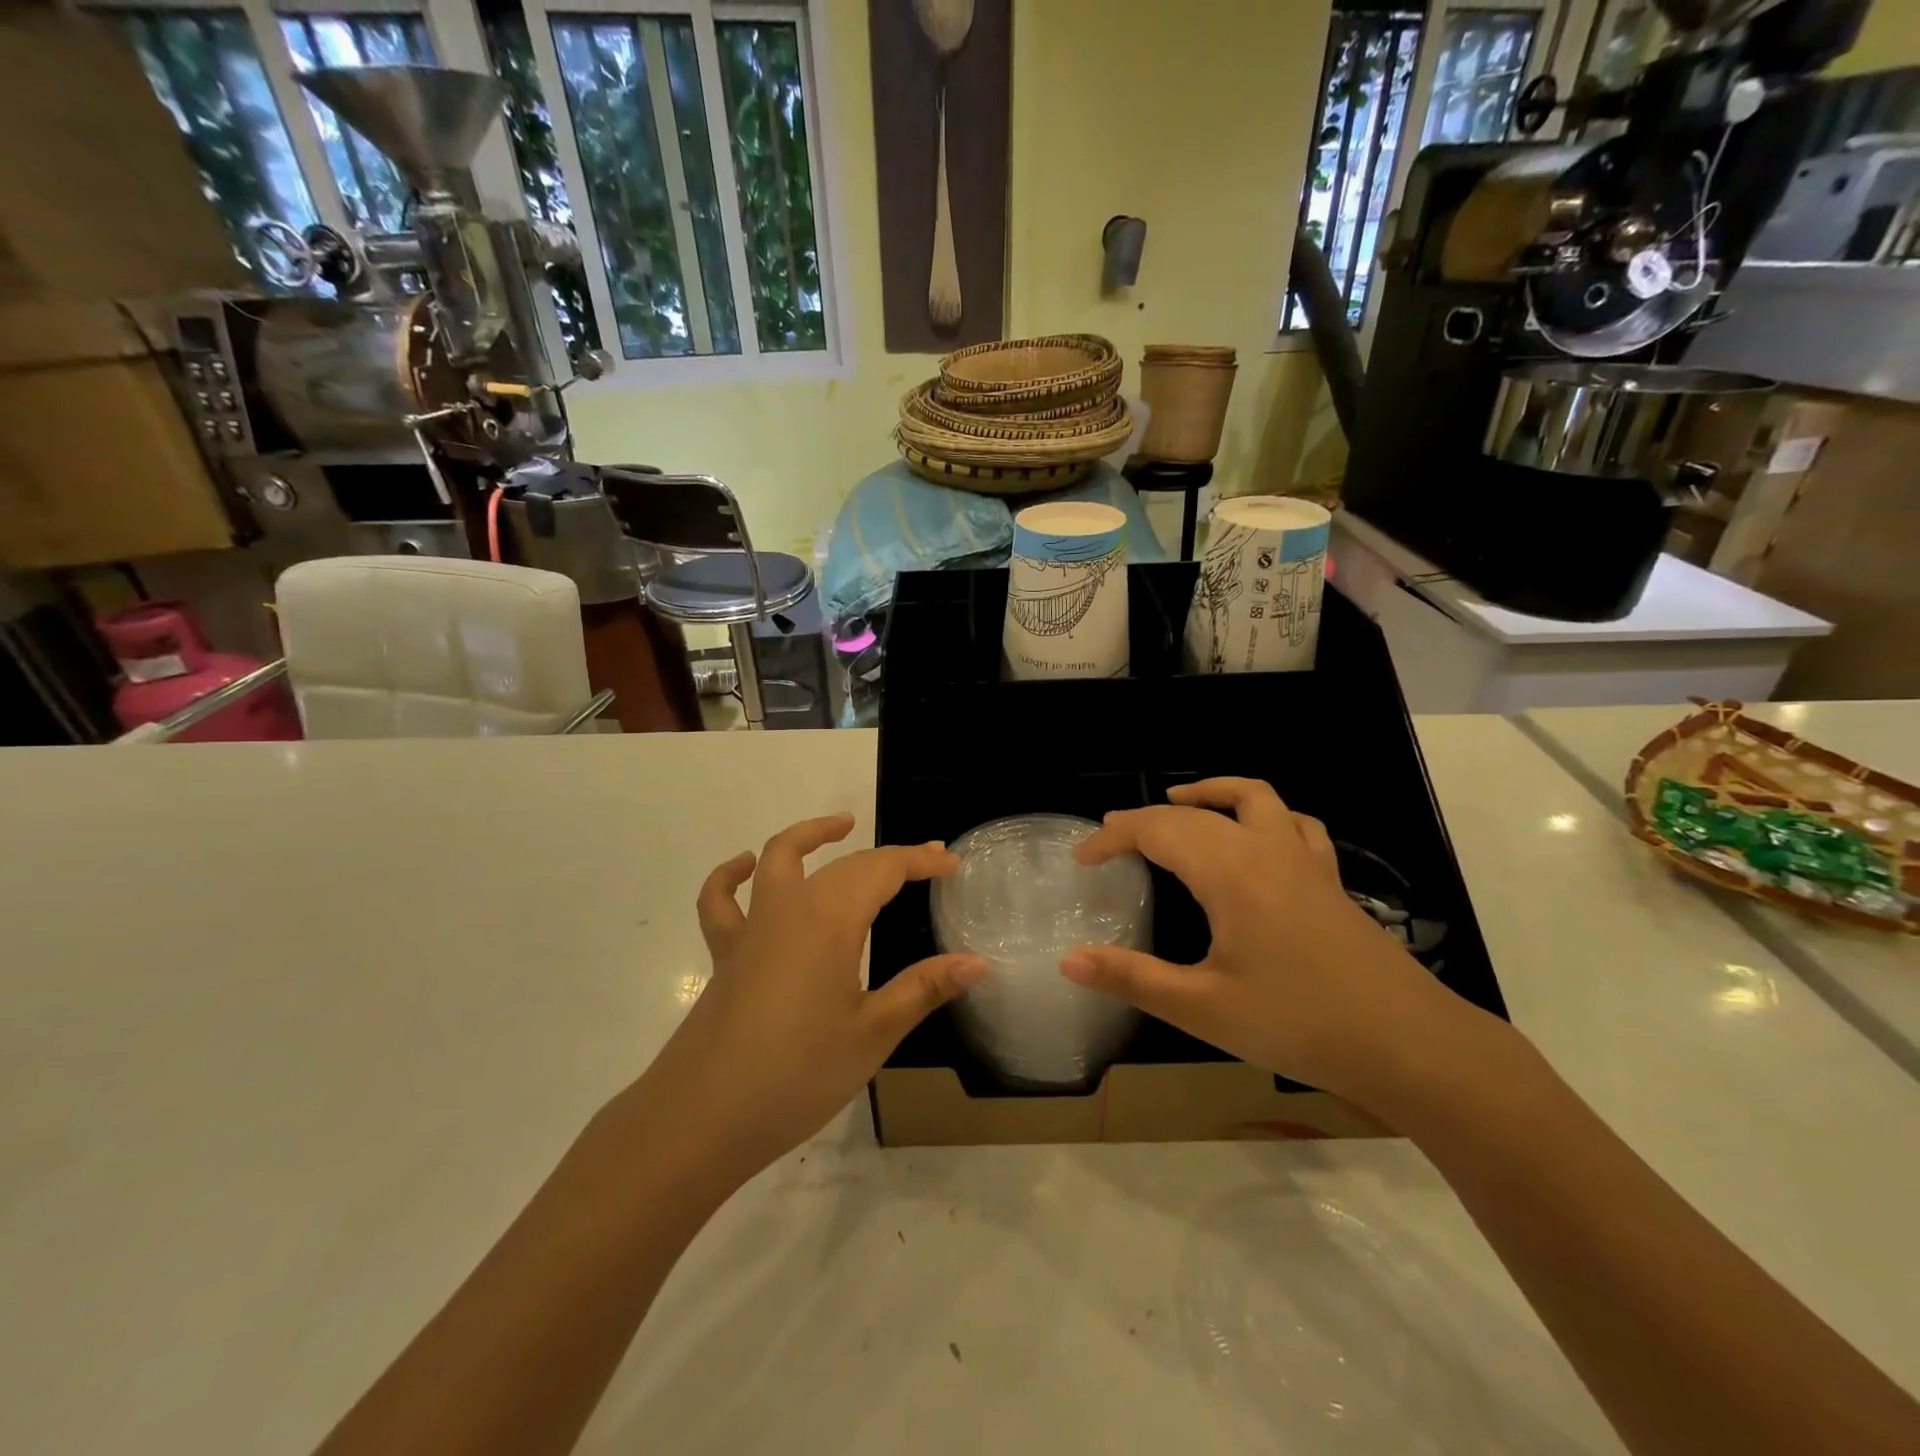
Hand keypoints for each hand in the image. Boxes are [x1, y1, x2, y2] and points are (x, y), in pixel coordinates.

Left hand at [644, 813, 983, 1182]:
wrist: (702, 1118)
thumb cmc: (797, 1074)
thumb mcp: (873, 1033)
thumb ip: (924, 989)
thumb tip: (977, 963)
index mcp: (830, 919)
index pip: (884, 869)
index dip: (920, 860)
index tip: (952, 862)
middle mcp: (790, 908)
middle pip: (845, 864)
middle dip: (888, 857)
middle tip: (925, 861)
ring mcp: (751, 928)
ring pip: (778, 858)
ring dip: (810, 836)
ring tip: (841, 826)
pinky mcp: (725, 954)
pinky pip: (722, 901)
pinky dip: (731, 876)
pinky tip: (744, 867)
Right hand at [1062, 778, 1460, 1102]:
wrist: (1407, 1044)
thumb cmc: (1298, 1022)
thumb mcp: (1202, 1008)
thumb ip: (1132, 978)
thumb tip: (1068, 960)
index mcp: (1228, 871)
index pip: (1156, 830)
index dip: (1112, 838)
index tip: (1081, 858)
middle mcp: (1264, 849)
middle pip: (1195, 813)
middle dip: (1146, 819)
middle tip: (1111, 840)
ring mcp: (1303, 860)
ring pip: (1254, 797)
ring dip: (1211, 793)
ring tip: (1180, 803)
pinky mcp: (1328, 880)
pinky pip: (1294, 824)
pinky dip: (1264, 814)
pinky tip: (1256, 838)